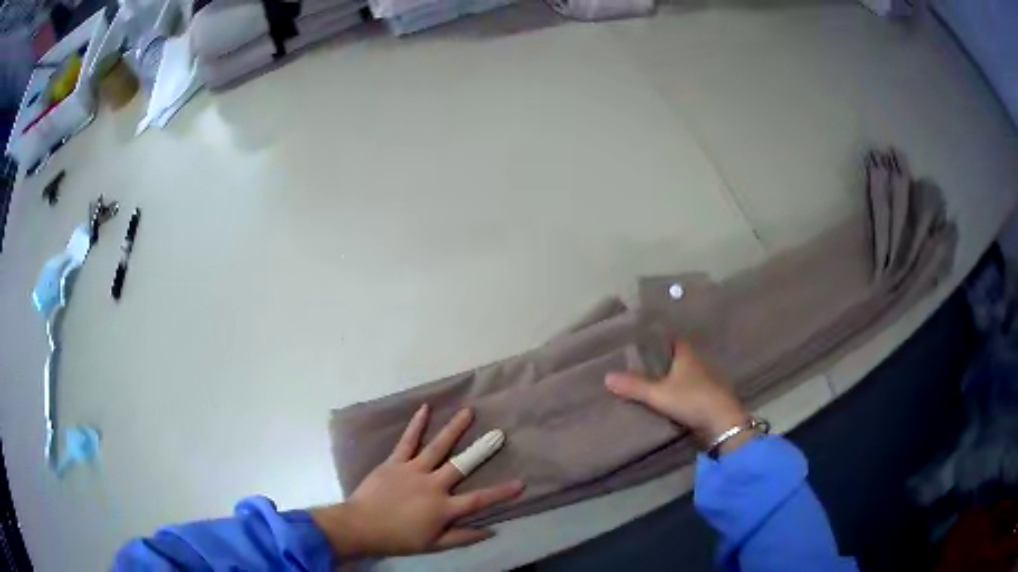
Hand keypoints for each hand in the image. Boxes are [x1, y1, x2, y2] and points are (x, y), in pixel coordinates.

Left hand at [310, 405, 523, 557]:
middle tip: (499, 434)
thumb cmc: (399, 538)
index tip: (521, 483)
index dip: (501, 492)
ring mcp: (413, 470)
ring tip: (468, 411)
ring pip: (438, 447)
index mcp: (443, 508)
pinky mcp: (395, 462)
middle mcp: (432, 485)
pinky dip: (416, 425)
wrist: (361, 525)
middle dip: (482, 450)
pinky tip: (425, 409)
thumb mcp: (433, 544)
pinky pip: (407, 441)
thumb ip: (462, 537)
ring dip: (454, 429)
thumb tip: (491, 531)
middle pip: (462, 466)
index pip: (478, 500)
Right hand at [605, 341, 752, 451]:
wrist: (722, 423)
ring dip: (673, 376)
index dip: (660, 339)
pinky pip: (691, 388)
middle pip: (679, 356)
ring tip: (651, 380)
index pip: (673, 340)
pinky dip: (681, 390)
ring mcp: (707, 380)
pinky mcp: (709, 397)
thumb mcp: (659, 394)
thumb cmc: (692, 400)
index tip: (644, 340)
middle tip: (641, 362)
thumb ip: (635, 386)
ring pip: (686, 373)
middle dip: (663, 359)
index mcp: (687, 355)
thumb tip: (607, 376)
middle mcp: (699, 363)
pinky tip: (670, 398)